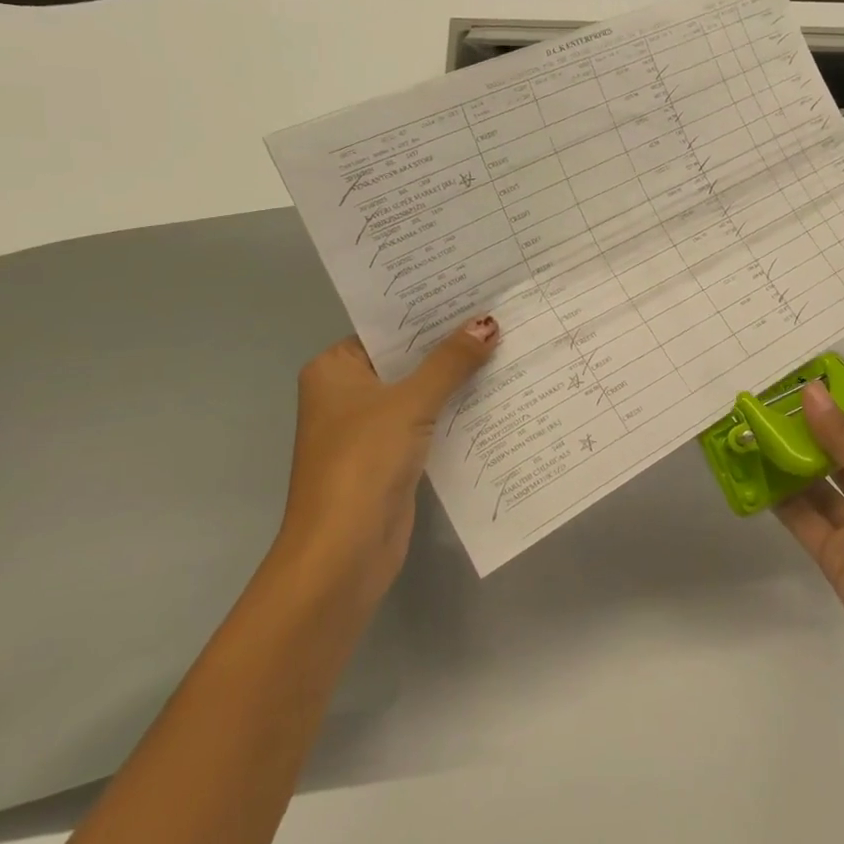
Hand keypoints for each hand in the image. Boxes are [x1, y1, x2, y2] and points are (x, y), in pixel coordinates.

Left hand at [277, 317, 498, 599]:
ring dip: (457, 377)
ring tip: (508, 344)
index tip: (474, 290)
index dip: (430, 311)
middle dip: (450, 343)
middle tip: (501, 313)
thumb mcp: (410, 403)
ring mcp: (369, 426)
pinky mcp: (392, 455)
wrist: (343, 552)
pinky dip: (455, 409)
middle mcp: (348, 392)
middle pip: (407, 358)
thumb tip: (488, 323)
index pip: (388, 327)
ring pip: (421, 390)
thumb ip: (450, 362)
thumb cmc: (363, 462)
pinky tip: (496, 392)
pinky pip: (428, 420)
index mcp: (335, 369)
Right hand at [776, 381, 843, 697]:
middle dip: (810, 436)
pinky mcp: (838, 561)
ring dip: (792, 464)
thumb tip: (810, 392)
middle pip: (843, 460)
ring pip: (821, 489)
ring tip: (754, 433)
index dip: (837, 413)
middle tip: (767, 407)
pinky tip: (756, 475)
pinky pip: (806, 521)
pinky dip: (782, 500)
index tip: (797, 387)